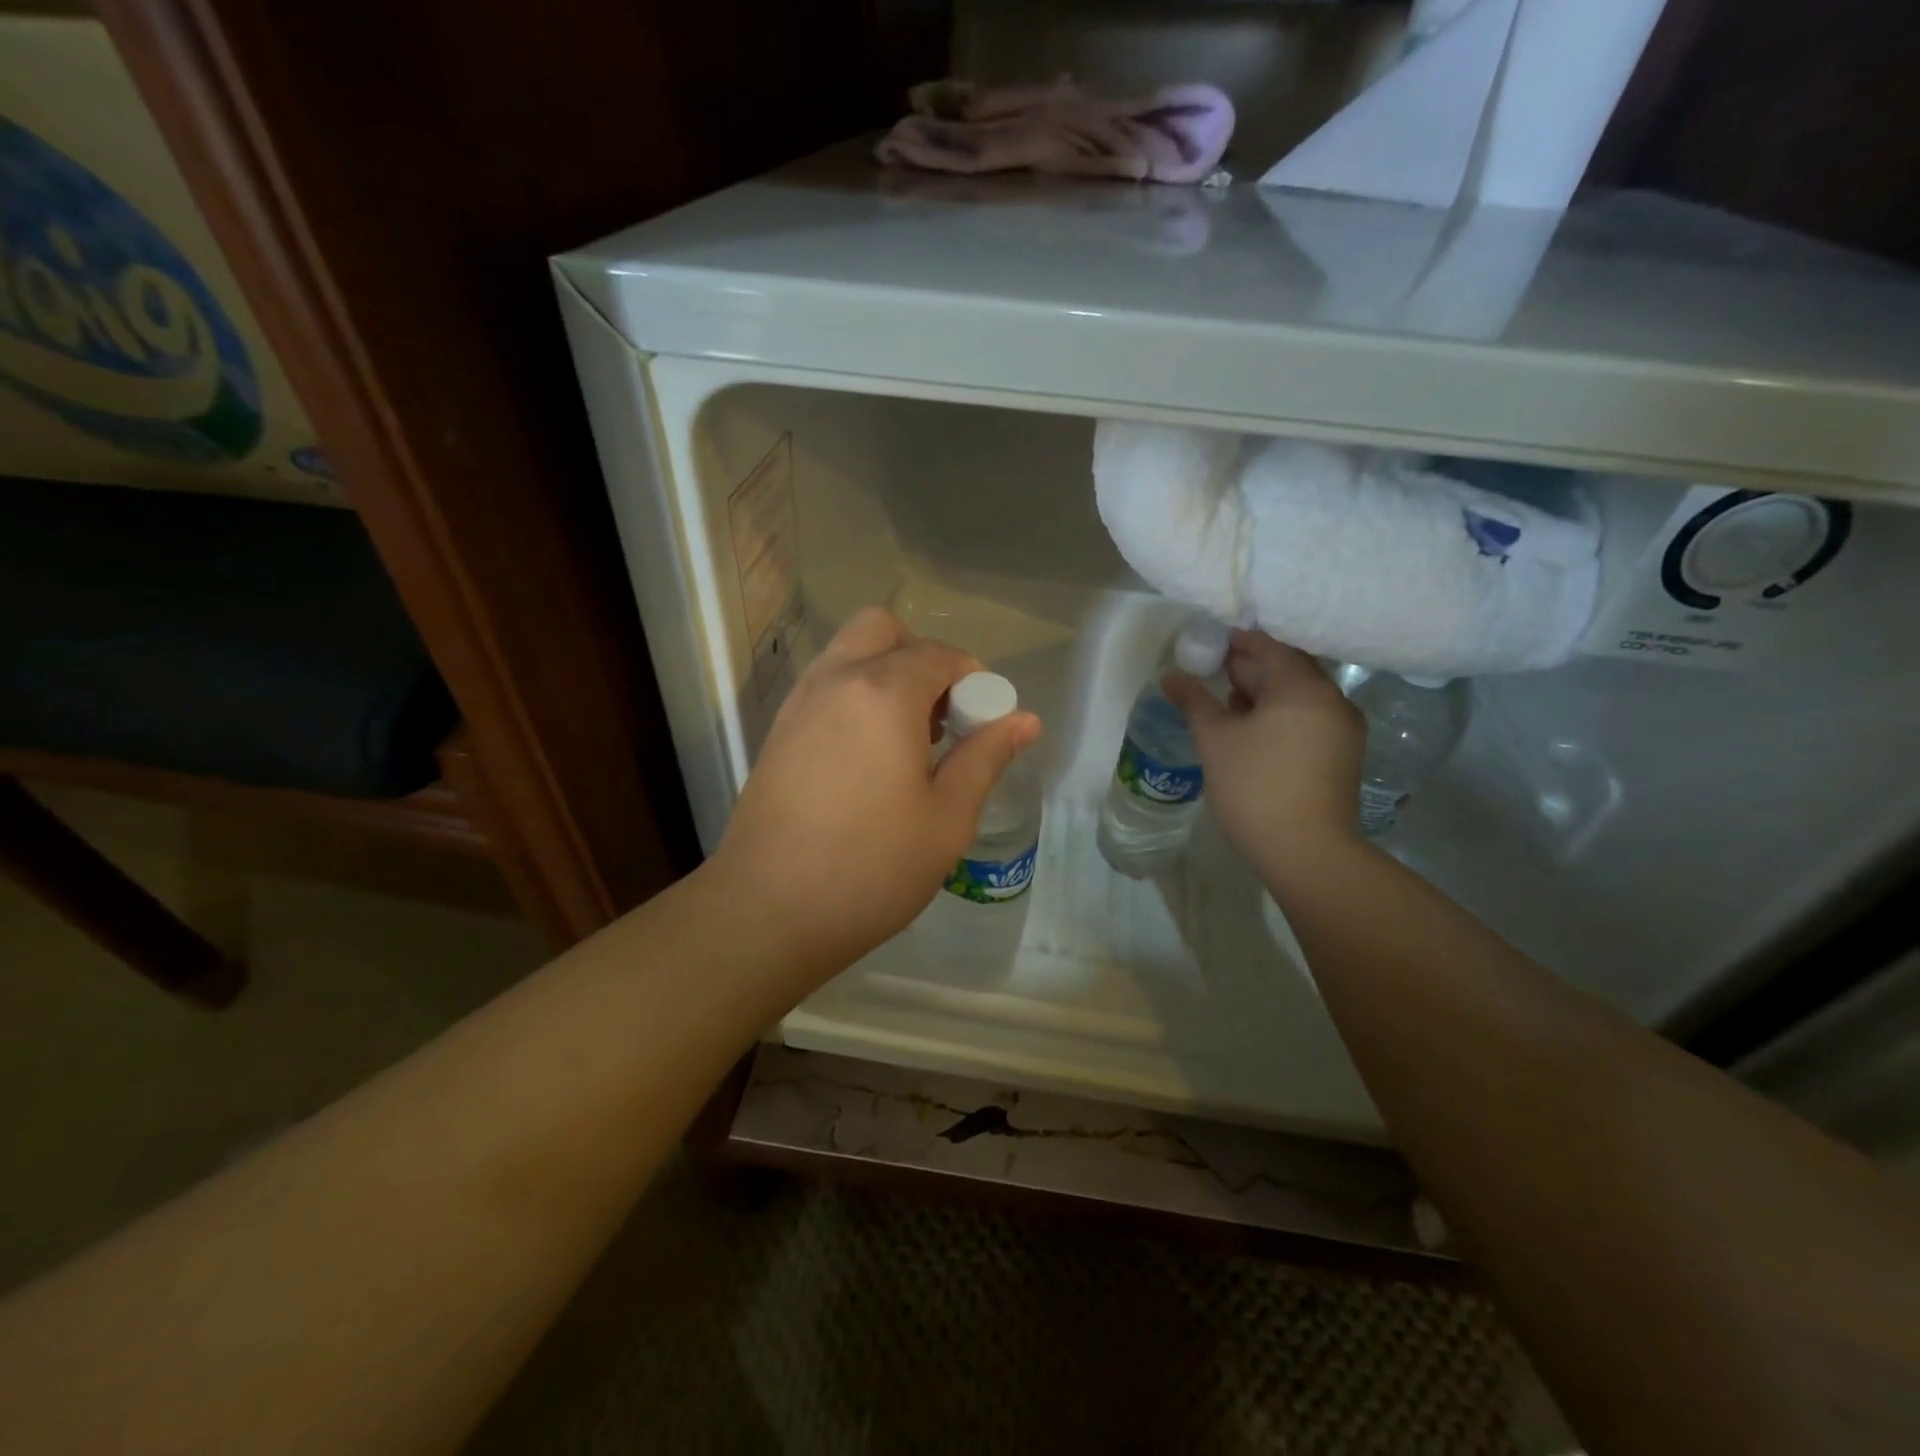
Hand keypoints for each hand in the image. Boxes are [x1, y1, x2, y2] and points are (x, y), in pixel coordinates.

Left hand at [711, 608, 1041, 973]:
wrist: (768, 912)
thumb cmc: (872, 867)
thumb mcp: (948, 818)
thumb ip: (985, 757)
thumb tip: (1024, 719)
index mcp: (883, 693)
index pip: (940, 655)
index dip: (973, 680)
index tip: (983, 722)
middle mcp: (835, 681)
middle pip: (883, 630)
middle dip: (921, 657)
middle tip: (939, 716)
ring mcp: (798, 704)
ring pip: (848, 654)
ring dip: (885, 674)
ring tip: (905, 742)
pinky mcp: (777, 733)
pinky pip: (825, 687)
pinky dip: (855, 697)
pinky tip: (867, 759)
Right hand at [1163, 631, 1364, 876]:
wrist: (1306, 852)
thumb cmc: (1255, 787)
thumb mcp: (1215, 740)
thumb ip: (1194, 701)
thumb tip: (1171, 677)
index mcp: (1302, 687)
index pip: (1268, 646)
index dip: (1235, 642)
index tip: (1206, 647)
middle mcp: (1332, 699)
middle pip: (1288, 668)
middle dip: (1250, 667)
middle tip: (1213, 671)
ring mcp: (1343, 728)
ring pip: (1299, 695)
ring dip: (1265, 692)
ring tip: (1227, 701)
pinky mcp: (1343, 754)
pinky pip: (1309, 718)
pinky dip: (1281, 714)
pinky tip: (1253, 730)